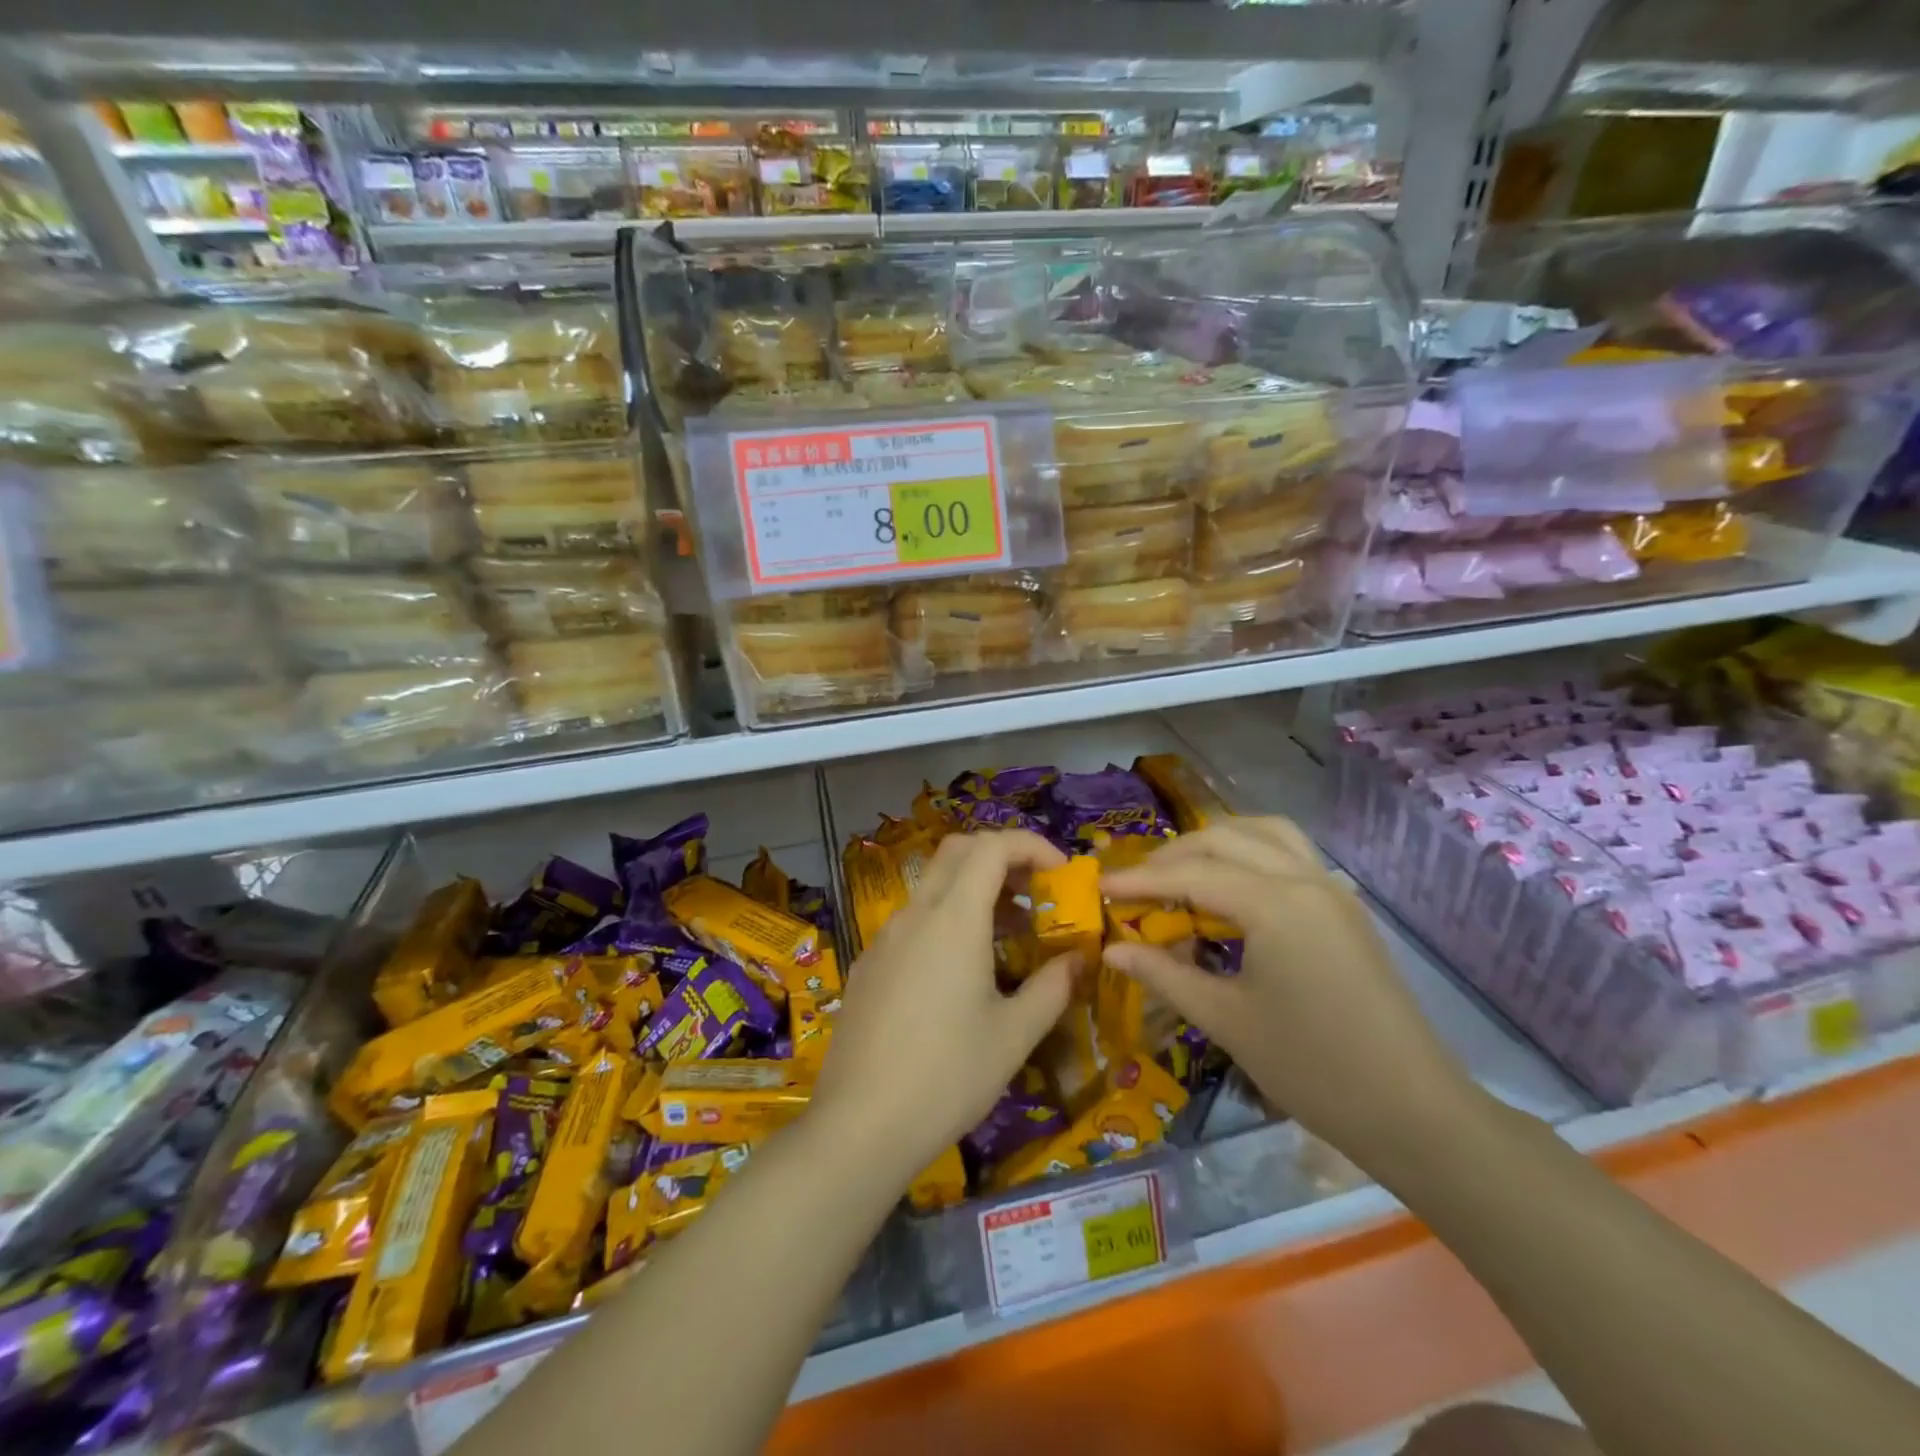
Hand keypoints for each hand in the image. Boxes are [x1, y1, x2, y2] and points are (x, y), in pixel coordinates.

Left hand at [809, 830, 1075, 1182]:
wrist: (859, 1125)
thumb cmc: (948, 1077)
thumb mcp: (1014, 1035)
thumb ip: (1053, 987)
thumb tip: (1080, 958)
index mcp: (953, 919)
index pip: (992, 846)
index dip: (1031, 845)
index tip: (1062, 873)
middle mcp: (915, 914)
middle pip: (958, 852)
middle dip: (1002, 857)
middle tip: (1036, 892)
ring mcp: (885, 938)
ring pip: (934, 886)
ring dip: (974, 890)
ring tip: (1009, 934)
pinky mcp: (869, 964)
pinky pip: (914, 920)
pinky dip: (947, 919)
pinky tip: (962, 971)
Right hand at [1100, 817, 1477, 1172]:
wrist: (1413, 1111)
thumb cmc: (1312, 1068)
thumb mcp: (1226, 1020)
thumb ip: (1164, 974)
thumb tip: (1112, 948)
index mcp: (1276, 904)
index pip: (1192, 874)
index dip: (1140, 880)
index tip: (1098, 886)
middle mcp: (1305, 879)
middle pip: (1225, 839)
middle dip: (1173, 855)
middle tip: (1134, 884)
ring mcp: (1331, 889)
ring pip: (1264, 833)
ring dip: (1216, 842)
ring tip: (1180, 872)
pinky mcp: (1344, 907)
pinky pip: (1289, 853)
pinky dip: (1250, 852)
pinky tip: (1230, 887)